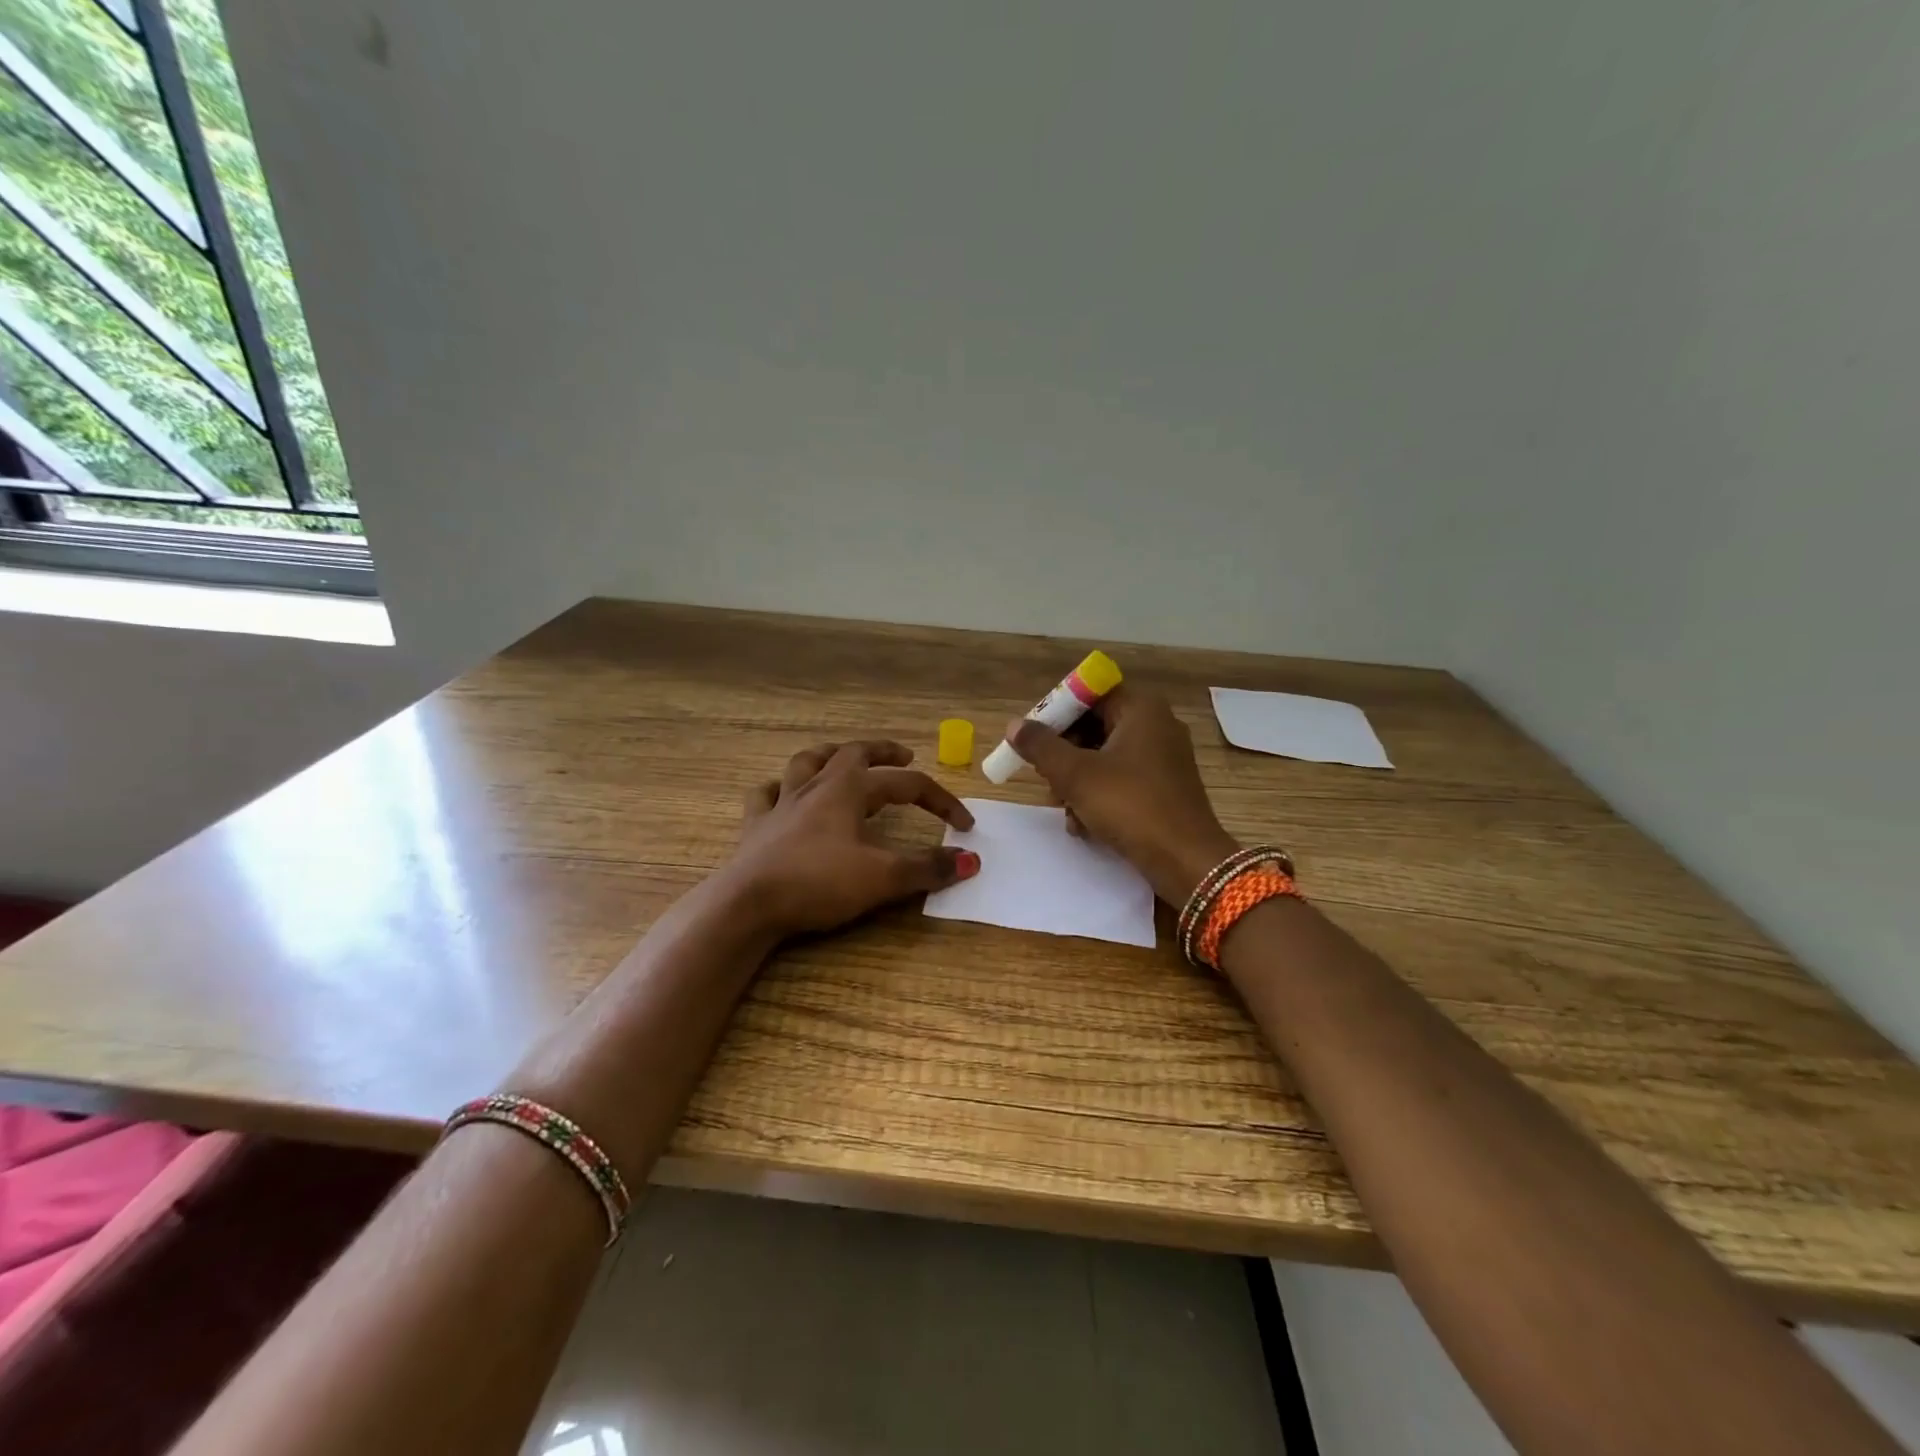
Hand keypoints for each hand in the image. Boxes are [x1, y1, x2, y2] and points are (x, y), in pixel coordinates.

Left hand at [726, 738, 979, 936]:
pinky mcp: (756, 826)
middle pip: (854, 754)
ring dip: (830, 755)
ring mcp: (781, 803)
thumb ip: (927, 868)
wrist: (747, 904)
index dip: (940, 801)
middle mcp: (816, 786)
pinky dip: (777, 789)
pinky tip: (781, 793)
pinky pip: (765, 795)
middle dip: (883, 752)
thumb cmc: (818, 884)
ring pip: (806, 763)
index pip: (907, 785)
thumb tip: (971, 860)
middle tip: (904, 756)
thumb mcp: (881, 878)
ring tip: (843, 758)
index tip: (964, 825)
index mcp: (849, 790)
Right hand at [1007, 689, 1239, 904]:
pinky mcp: (1164, 788)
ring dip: (1076, 782)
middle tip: (1045, 778)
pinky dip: (1099, 797)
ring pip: (1104, 757)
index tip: (1032, 739)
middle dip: (1064, 754)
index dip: (1056, 713)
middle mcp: (1156, 725)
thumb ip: (1040, 746)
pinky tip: (1084, 825)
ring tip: (1065, 809)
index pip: (1089, 694)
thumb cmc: (1129, 806)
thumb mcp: (1075, 774)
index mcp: (1141, 709)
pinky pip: (1121, 780)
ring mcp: (1164, 758)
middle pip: (1095, 726)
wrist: (1186, 861)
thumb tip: (1014, 725)